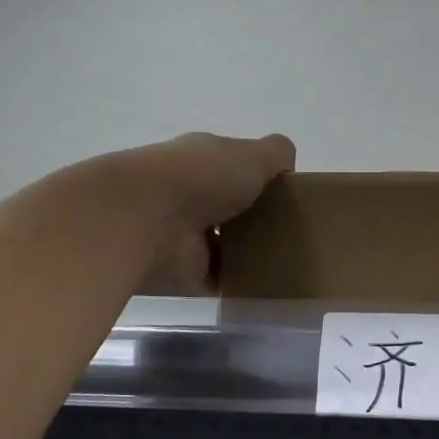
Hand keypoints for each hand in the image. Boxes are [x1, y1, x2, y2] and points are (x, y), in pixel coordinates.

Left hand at [109, 132, 296, 291]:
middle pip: (228, 204)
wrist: (149, 217)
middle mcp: (189, 191)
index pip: (233, 165)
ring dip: (243, 250)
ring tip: (282, 259)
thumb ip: (276, 154)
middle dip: (253, 215)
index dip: (258, 176)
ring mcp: (183, 231)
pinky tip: (262, 284)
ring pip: (221, 241)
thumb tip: (287, 167)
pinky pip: (215, 275)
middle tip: (289, 230)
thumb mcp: (253, 154)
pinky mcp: (183, 267)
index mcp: (203, 158)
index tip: (286, 194)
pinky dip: (233, 281)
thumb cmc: (204, 177)